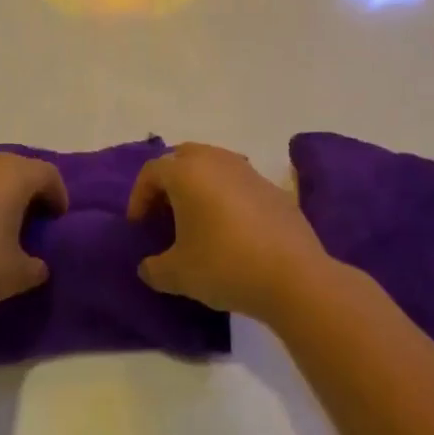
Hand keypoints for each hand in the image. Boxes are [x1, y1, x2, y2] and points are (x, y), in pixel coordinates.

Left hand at [0, 153, 68, 324]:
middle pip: (19, 167)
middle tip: (35, 220)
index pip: (48, 174)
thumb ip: (36, 265)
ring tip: (4, 227)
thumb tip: (36, 264)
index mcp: (13, 175)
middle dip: (31, 190)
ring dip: (2, 194)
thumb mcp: (19, 274)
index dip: (59, 196)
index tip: (57, 222)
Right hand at [128, 143, 328, 319]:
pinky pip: (237, 182)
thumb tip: (147, 268)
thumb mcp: (178, 274)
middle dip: (168, 182)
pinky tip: (230, 228)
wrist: (294, 276)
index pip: (151, 172)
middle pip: (181, 158)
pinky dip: (225, 196)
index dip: (139, 197)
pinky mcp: (272, 187)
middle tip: (164, 213)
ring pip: (212, 165)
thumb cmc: (225, 266)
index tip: (139, 226)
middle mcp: (215, 160)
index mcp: (186, 172)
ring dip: (198, 185)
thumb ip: (154, 269)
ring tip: (197, 219)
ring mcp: (247, 170)